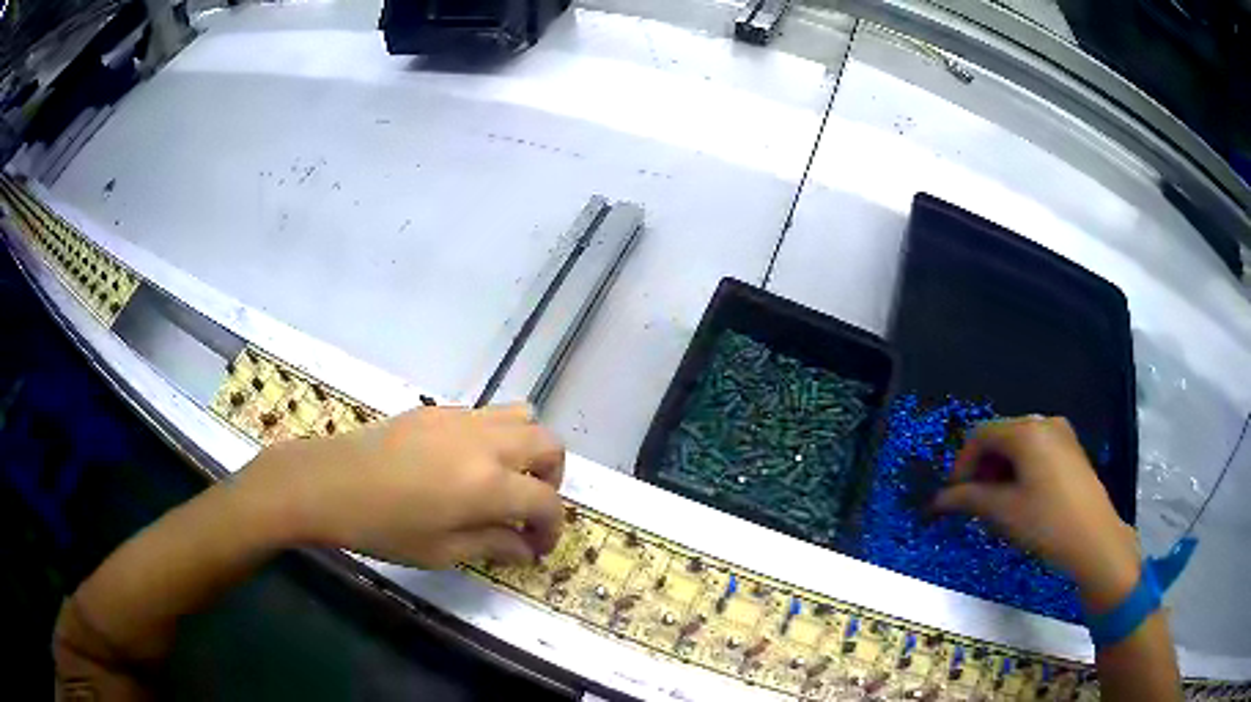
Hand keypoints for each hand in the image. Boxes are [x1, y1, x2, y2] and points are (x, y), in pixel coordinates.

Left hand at [239, 404, 565, 568]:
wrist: (329, 483)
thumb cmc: (382, 528)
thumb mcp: (441, 551)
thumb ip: (492, 545)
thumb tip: (525, 549)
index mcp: (489, 484)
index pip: (547, 502)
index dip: (552, 528)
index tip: (536, 547)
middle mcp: (487, 442)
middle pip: (550, 445)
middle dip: (552, 481)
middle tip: (527, 510)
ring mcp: (463, 419)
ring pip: (524, 417)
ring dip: (528, 450)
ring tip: (505, 479)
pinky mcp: (439, 410)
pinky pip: (487, 414)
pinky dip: (496, 437)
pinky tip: (465, 465)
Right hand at [933, 416, 1138, 611]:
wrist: (1094, 539)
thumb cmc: (1045, 522)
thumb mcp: (1002, 512)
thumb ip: (968, 499)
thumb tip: (938, 500)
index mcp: (1026, 431)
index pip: (980, 436)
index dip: (961, 464)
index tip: (954, 496)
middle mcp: (1043, 422)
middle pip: (1000, 436)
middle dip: (982, 468)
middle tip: (974, 503)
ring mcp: (1061, 434)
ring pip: (1018, 445)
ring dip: (1000, 471)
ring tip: (997, 505)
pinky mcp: (1071, 450)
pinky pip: (1036, 450)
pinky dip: (1020, 470)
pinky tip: (1021, 499)